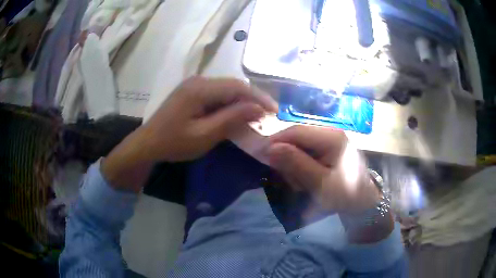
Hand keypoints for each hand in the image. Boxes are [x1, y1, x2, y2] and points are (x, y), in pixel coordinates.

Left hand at [102, 77, 276, 191]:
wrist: (147, 144)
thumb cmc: (173, 143)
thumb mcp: (204, 135)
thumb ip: (231, 119)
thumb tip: (258, 108)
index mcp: (200, 89)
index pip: (238, 87)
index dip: (259, 97)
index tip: (275, 111)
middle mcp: (199, 81)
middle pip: (233, 85)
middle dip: (253, 99)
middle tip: (268, 114)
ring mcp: (194, 85)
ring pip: (226, 89)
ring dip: (242, 101)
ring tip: (257, 115)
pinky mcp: (192, 92)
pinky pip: (217, 94)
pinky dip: (230, 104)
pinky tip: (237, 113)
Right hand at [268, 125, 379, 214]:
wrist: (363, 203)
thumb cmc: (345, 195)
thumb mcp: (320, 183)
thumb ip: (296, 164)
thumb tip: (269, 148)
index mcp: (331, 137)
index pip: (295, 131)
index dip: (275, 141)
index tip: (260, 156)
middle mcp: (329, 133)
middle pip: (296, 138)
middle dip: (288, 158)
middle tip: (291, 180)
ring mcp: (328, 141)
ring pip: (298, 146)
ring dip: (294, 165)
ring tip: (302, 184)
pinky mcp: (327, 150)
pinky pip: (305, 154)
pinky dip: (301, 168)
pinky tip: (307, 181)